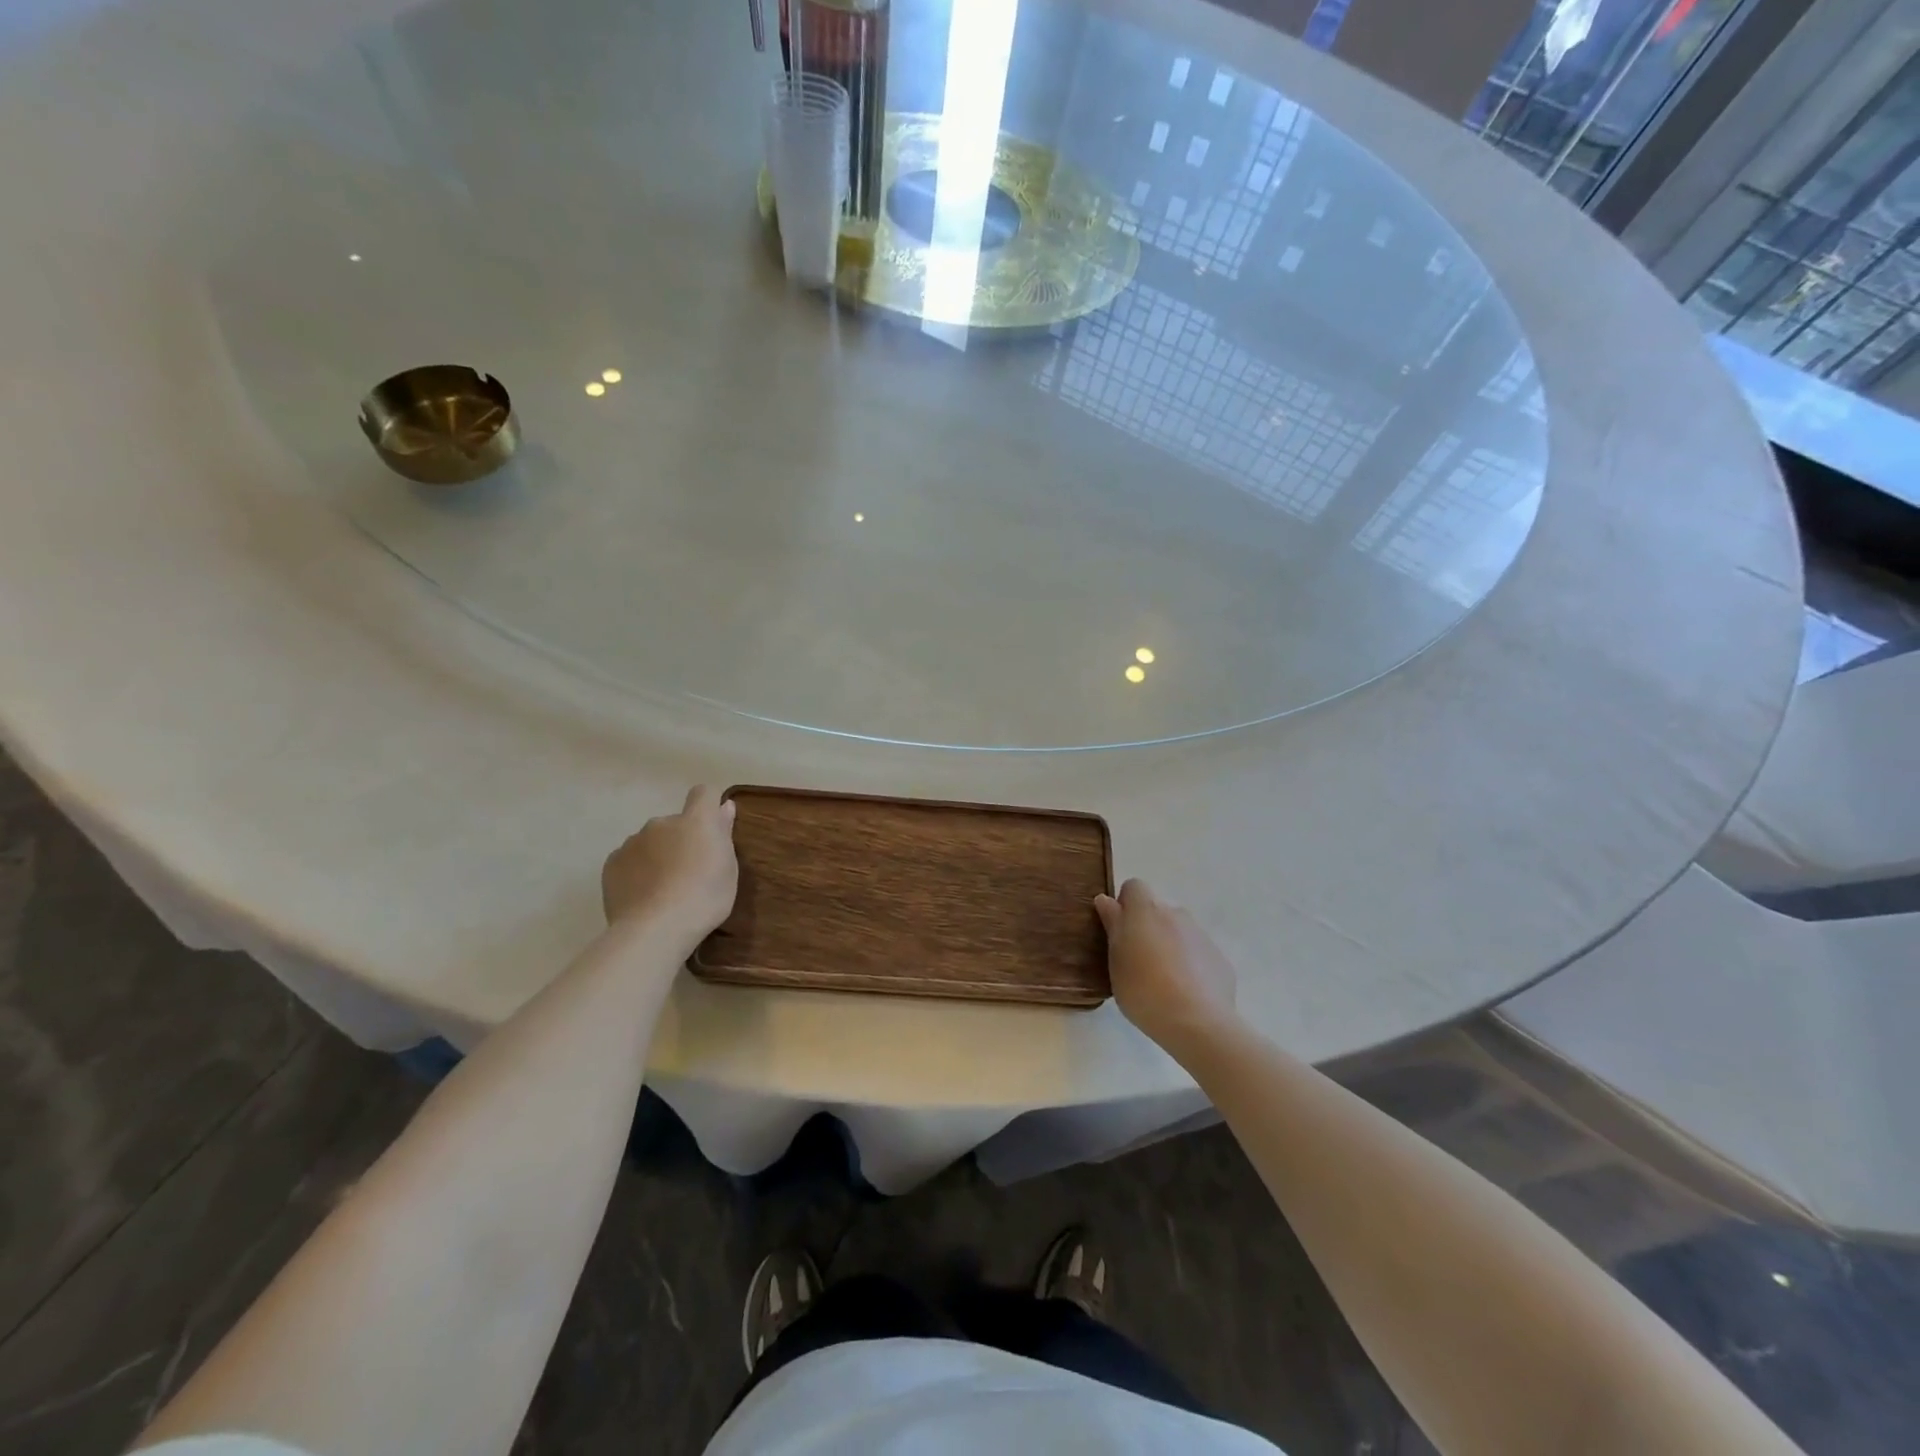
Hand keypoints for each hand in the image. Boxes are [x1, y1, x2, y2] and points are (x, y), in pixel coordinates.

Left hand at [602, 785, 738, 942]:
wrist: (655, 929)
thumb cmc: (704, 898)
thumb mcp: (728, 869)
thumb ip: (724, 834)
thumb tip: (724, 807)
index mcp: (695, 821)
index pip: (703, 793)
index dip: (708, 806)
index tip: (713, 828)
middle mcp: (662, 823)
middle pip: (675, 822)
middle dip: (681, 839)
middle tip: (689, 871)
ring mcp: (633, 841)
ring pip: (650, 841)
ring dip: (657, 854)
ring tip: (663, 888)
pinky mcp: (612, 862)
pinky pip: (629, 859)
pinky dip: (637, 870)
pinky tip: (643, 895)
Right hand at [1095, 879, 1239, 1062]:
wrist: (1198, 1023)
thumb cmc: (1144, 990)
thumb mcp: (1116, 961)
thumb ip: (1113, 926)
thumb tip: (1106, 901)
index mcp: (1146, 911)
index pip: (1134, 887)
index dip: (1125, 905)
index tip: (1120, 932)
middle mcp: (1176, 914)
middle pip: (1157, 911)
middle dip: (1147, 928)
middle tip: (1137, 961)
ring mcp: (1201, 935)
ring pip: (1178, 932)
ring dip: (1169, 946)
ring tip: (1162, 982)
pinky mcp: (1219, 958)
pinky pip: (1197, 953)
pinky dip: (1190, 965)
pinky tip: (1185, 993)